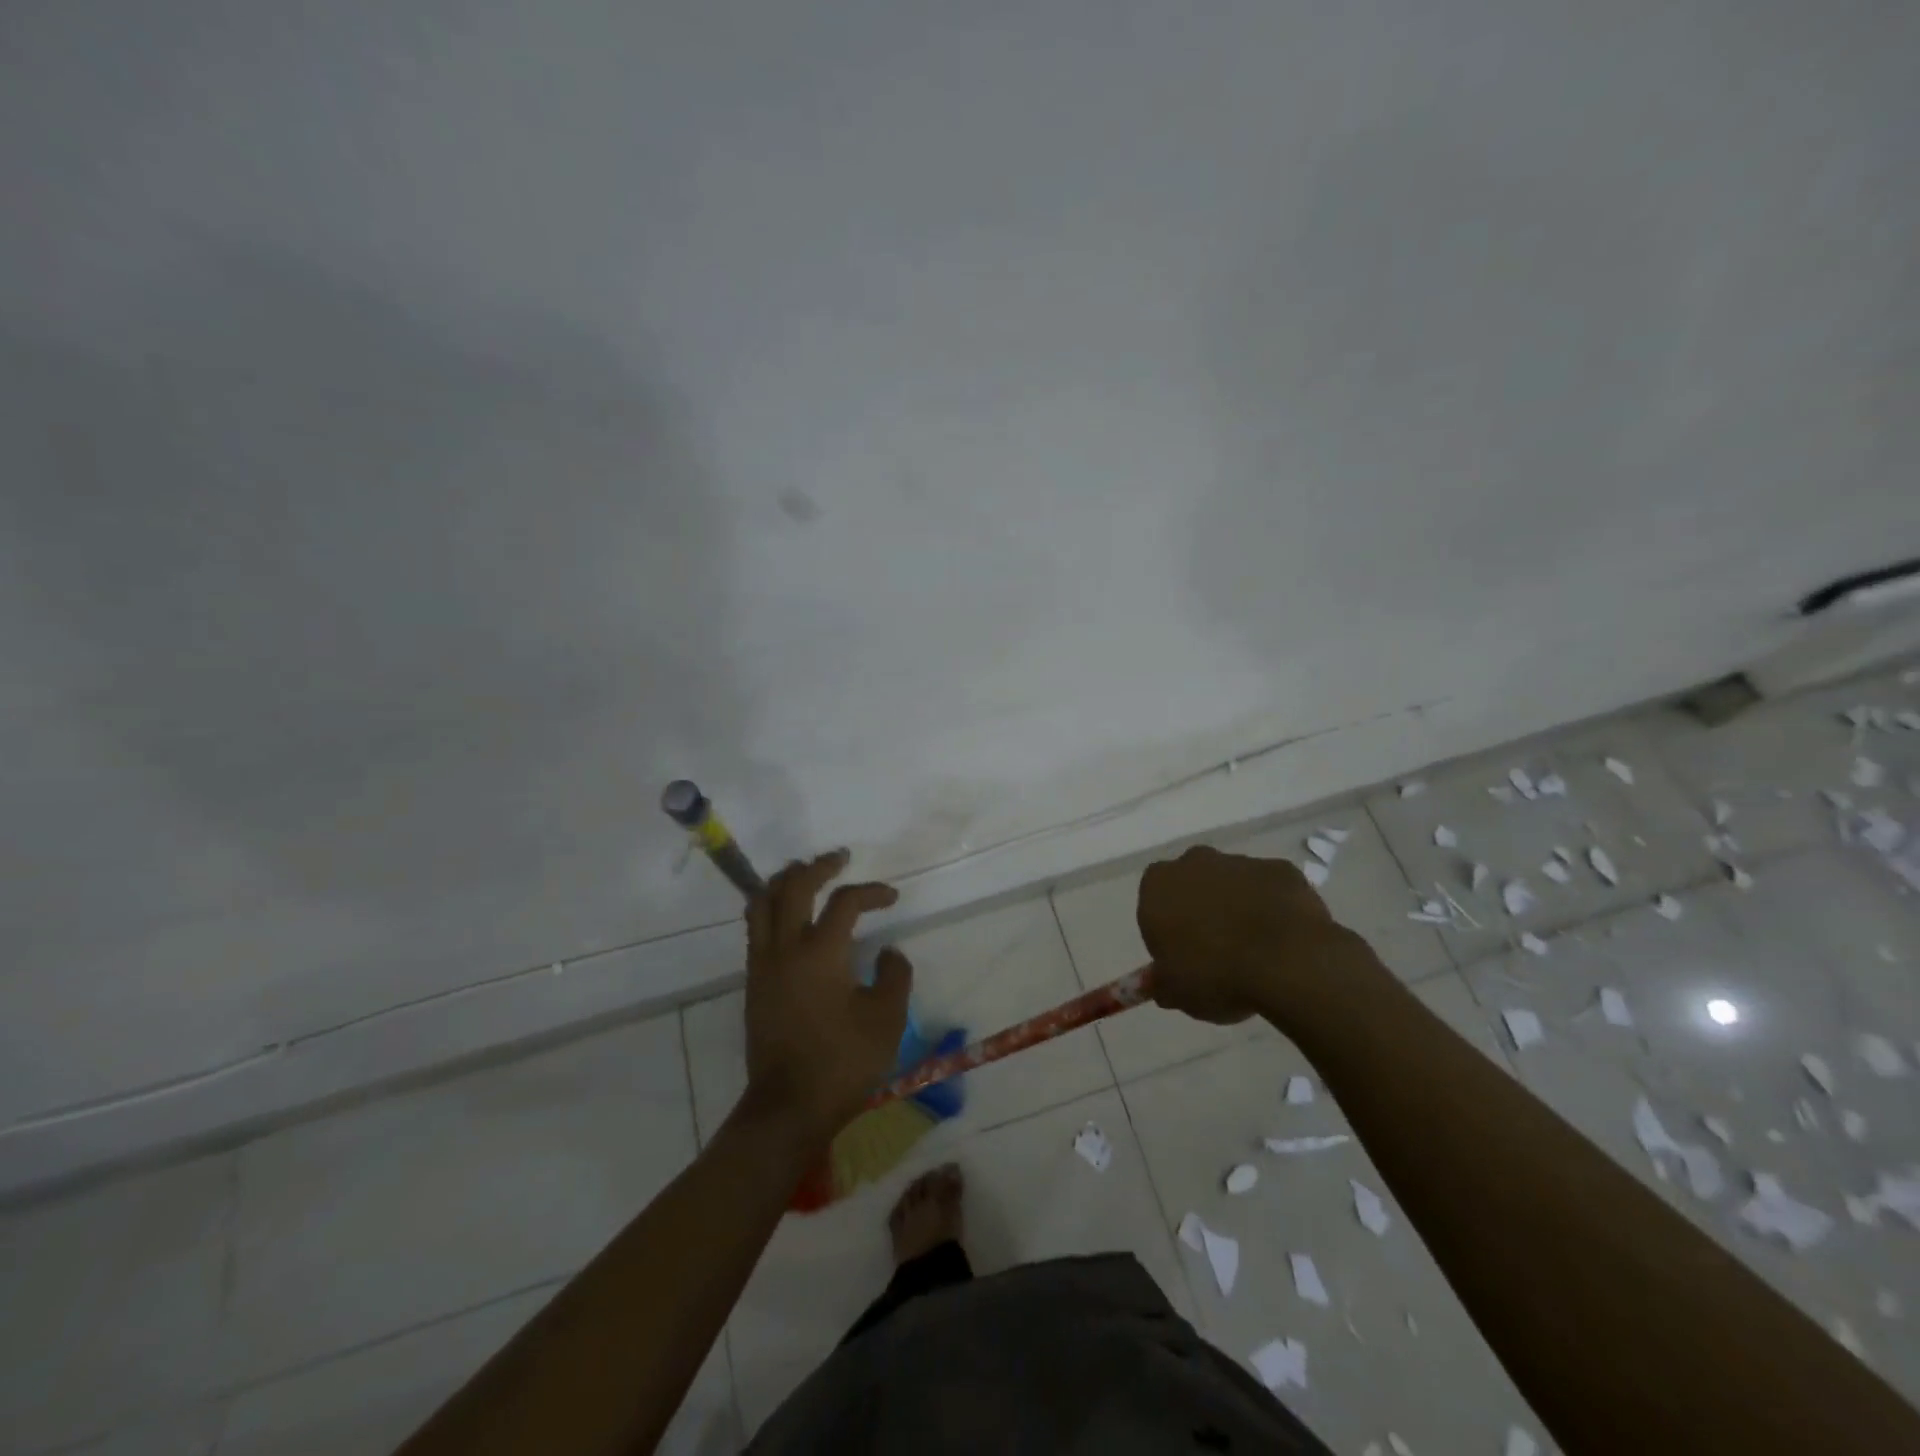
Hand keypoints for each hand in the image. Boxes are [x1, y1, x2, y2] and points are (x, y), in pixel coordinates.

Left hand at [741, 850, 912, 1142]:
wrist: (788, 1107)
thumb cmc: (843, 1062)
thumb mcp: (887, 1019)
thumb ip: (894, 975)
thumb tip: (887, 952)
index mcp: (820, 952)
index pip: (845, 901)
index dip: (872, 891)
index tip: (892, 897)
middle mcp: (785, 948)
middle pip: (793, 886)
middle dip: (818, 866)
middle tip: (839, 859)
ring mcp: (763, 964)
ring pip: (763, 901)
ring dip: (786, 880)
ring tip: (806, 874)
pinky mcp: (753, 983)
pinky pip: (756, 927)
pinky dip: (772, 906)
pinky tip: (790, 915)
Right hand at [1137, 845, 1363, 1025]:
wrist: (1287, 964)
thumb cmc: (1215, 975)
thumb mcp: (1176, 992)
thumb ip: (1163, 982)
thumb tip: (1161, 984)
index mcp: (1158, 886)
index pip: (1153, 899)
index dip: (1166, 926)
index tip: (1181, 954)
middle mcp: (1194, 862)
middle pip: (1192, 882)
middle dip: (1202, 907)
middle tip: (1216, 949)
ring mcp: (1241, 862)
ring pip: (1233, 883)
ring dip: (1239, 907)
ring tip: (1256, 950)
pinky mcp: (1281, 869)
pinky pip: (1271, 889)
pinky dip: (1274, 907)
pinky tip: (1285, 939)